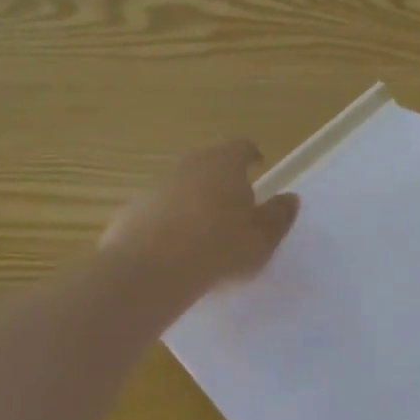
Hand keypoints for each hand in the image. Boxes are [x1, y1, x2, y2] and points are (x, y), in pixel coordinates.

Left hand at [98, 140, 298, 309]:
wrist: (150, 272)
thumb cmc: (220, 247)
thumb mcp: (264, 237)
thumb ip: (279, 215)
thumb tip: (289, 198)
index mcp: (225, 164)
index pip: (241, 147)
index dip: (251, 156)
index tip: (258, 166)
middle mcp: (188, 166)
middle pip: (208, 163)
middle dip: (221, 178)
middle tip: (234, 202)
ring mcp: (155, 188)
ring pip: (181, 186)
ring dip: (193, 200)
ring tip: (204, 230)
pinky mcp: (130, 213)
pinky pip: (158, 211)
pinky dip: (168, 221)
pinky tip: (175, 249)